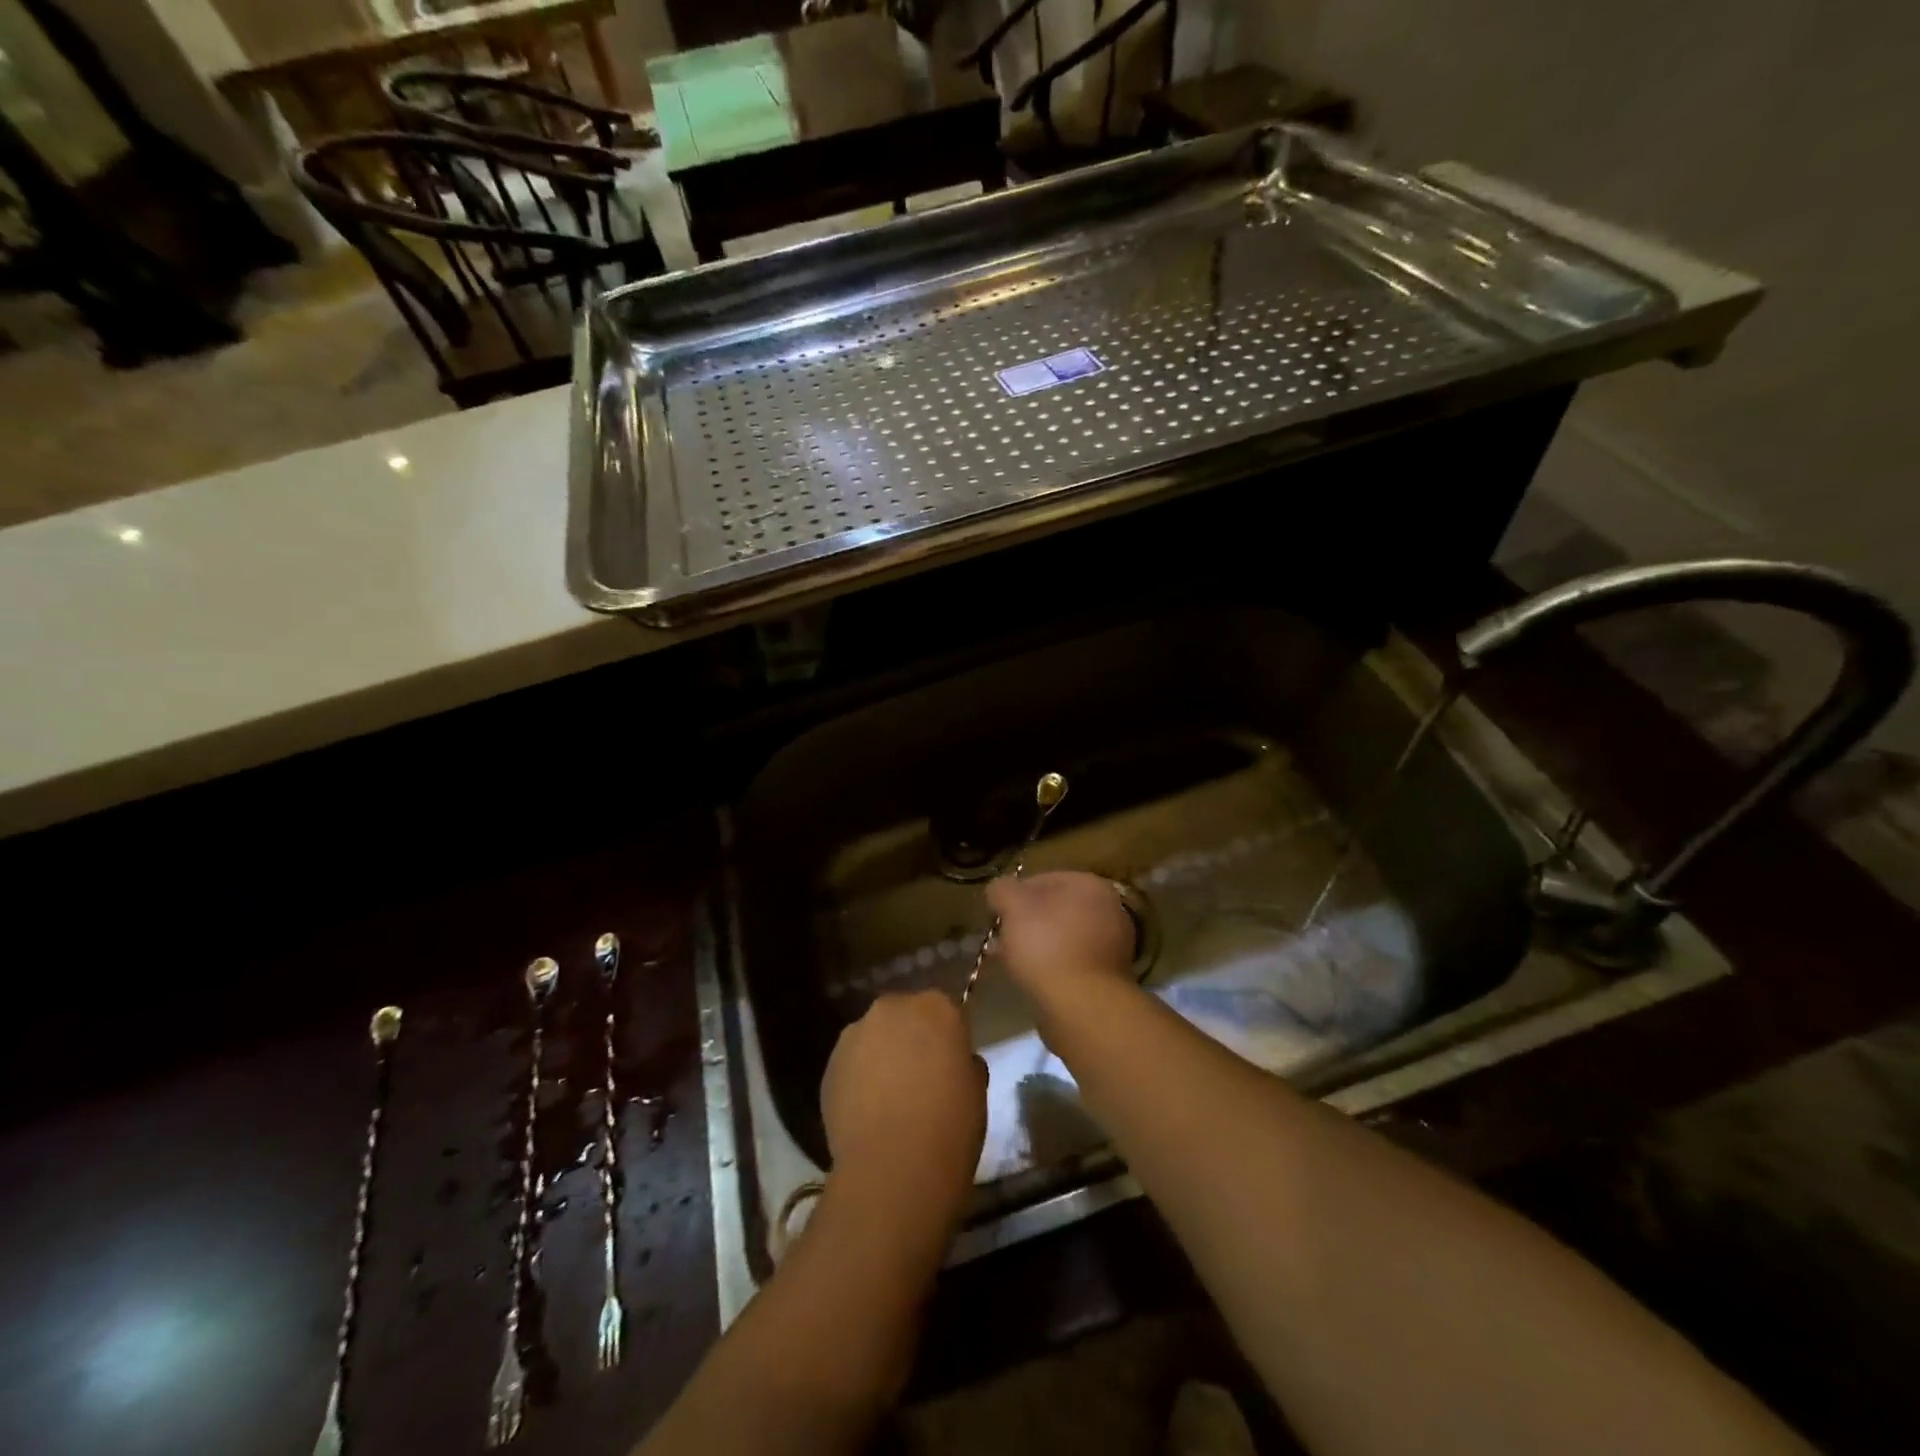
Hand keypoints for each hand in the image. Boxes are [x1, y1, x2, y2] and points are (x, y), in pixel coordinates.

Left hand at [820, 991, 986, 1215]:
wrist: (893, 1168)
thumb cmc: (949, 1125)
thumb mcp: (976, 1090)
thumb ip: (963, 1063)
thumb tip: (953, 1063)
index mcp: (936, 1007)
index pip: (946, 1011)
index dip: (948, 1037)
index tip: (951, 1061)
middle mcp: (892, 1008)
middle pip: (905, 1015)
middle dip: (911, 1038)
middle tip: (920, 1076)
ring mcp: (855, 1033)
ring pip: (873, 1037)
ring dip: (881, 1055)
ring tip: (889, 1098)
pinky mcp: (829, 1064)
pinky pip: (851, 1064)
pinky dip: (858, 1079)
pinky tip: (867, 1113)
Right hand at [986, 871, 1136, 998]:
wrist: (1082, 1007)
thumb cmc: (1047, 946)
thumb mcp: (1013, 907)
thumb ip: (1002, 889)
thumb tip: (999, 890)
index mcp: (1090, 885)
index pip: (1043, 879)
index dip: (1014, 895)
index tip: (996, 914)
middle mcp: (1109, 909)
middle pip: (1054, 909)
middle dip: (1025, 922)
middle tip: (1001, 938)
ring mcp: (1113, 945)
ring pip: (1062, 937)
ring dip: (1036, 945)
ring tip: (1010, 961)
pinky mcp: (1108, 976)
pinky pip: (1071, 961)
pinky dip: (1051, 966)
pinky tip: (1030, 979)